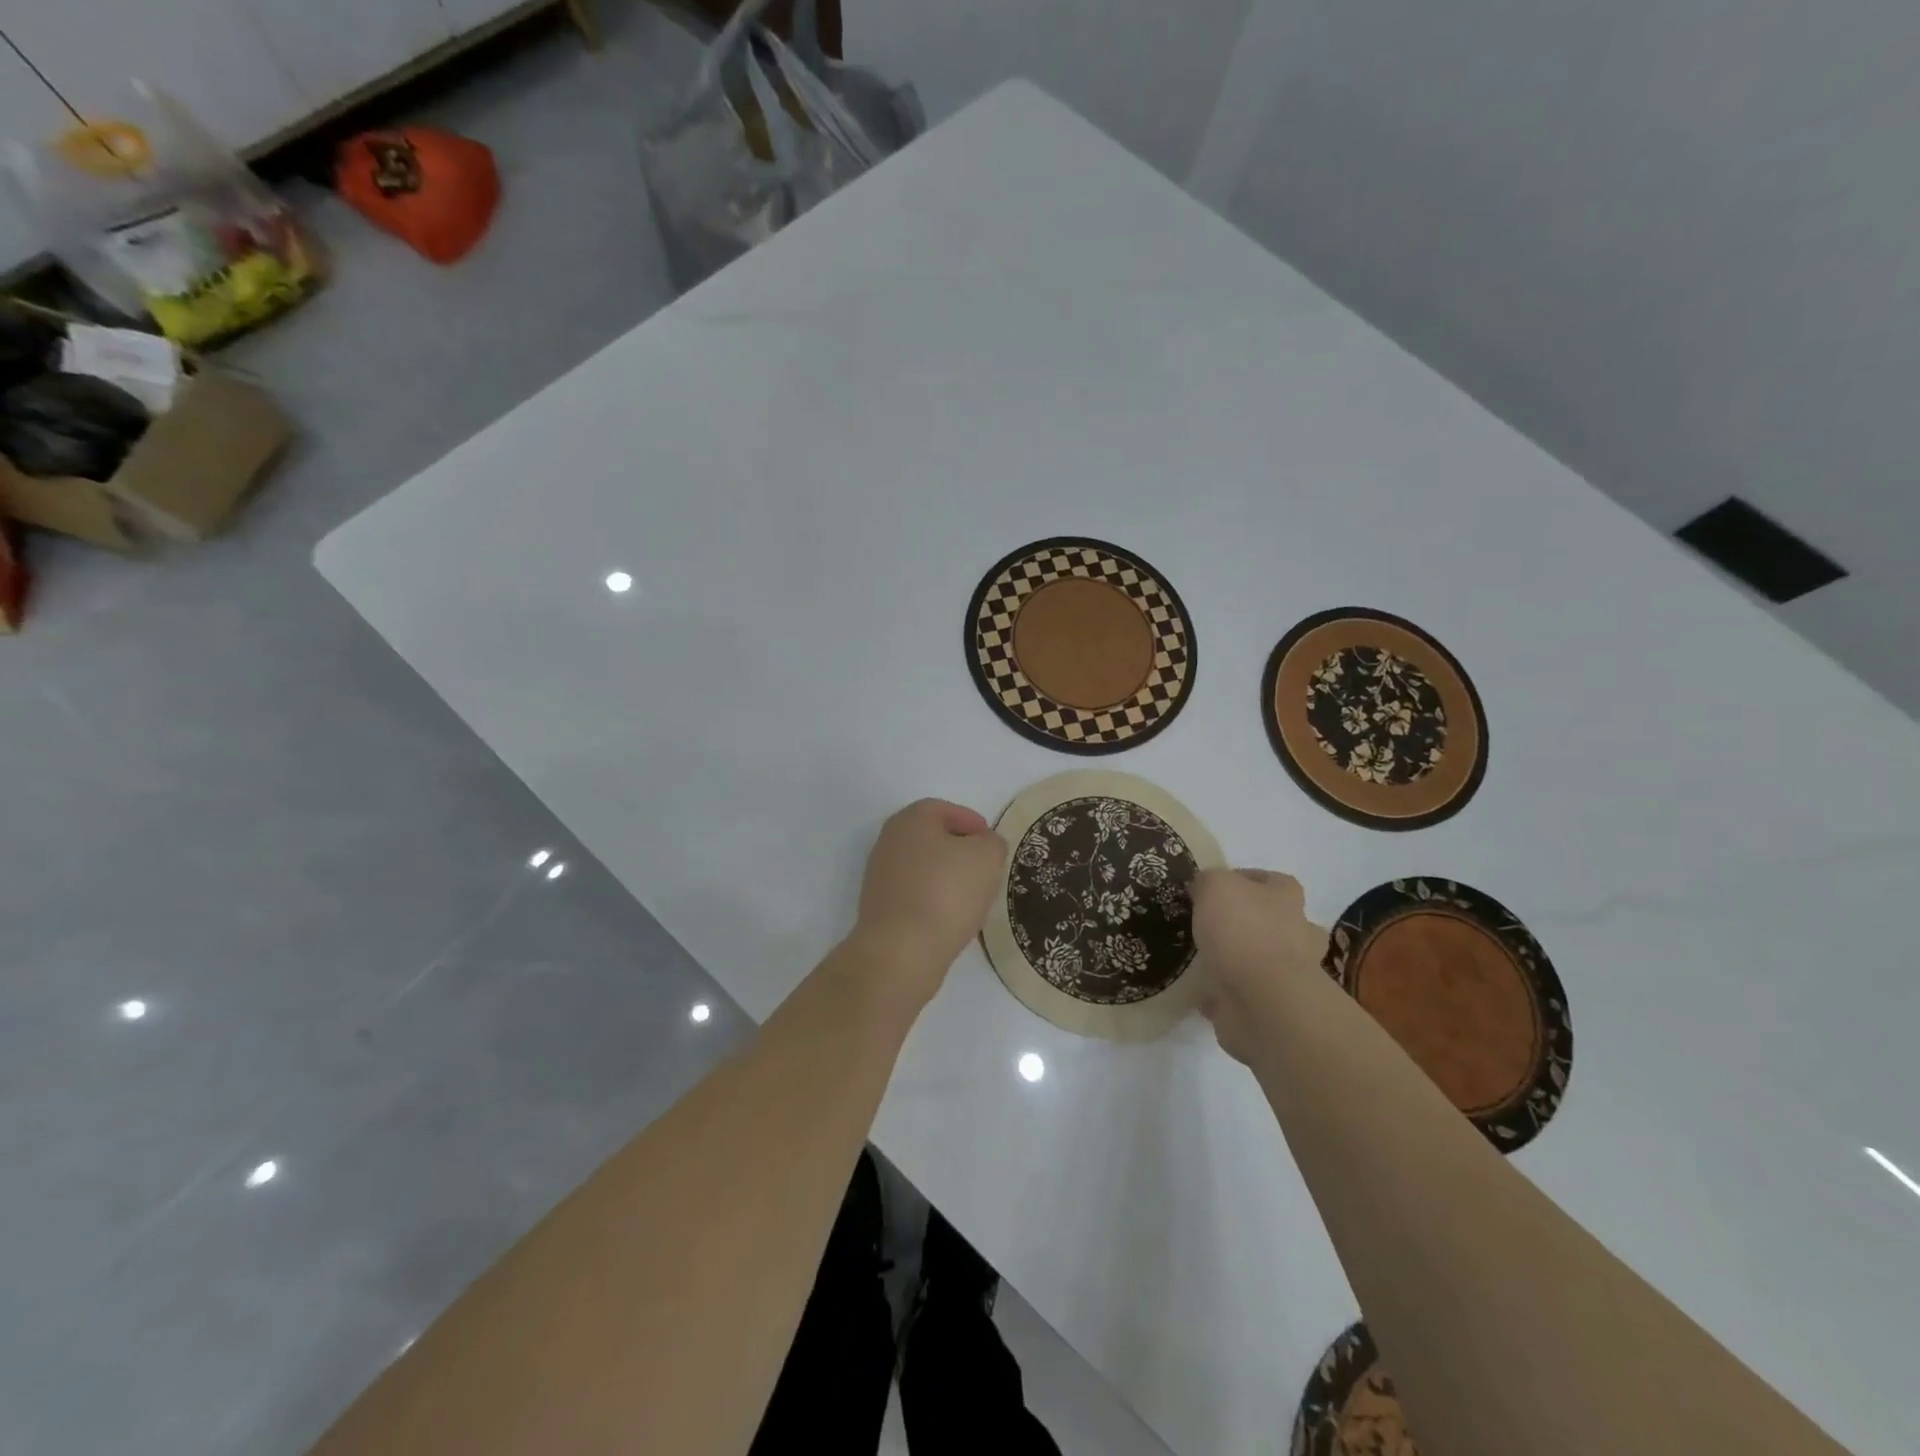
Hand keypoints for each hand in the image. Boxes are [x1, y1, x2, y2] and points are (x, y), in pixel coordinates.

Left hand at [851, 799, 1007, 1008]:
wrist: (901, 951)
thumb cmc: (946, 892)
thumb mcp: (986, 857)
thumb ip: (992, 842)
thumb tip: (984, 845)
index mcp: (911, 819)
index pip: (944, 809)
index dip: (972, 822)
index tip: (991, 843)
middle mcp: (889, 841)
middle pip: (932, 838)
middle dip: (960, 850)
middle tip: (985, 868)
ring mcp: (880, 875)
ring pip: (923, 867)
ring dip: (947, 876)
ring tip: (972, 896)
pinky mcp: (880, 907)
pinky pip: (915, 894)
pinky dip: (934, 899)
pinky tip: (951, 917)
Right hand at [1191, 869, 1327, 1064]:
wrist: (1262, 999)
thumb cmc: (1243, 930)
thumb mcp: (1215, 886)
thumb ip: (1208, 881)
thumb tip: (1203, 888)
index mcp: (1287, 898)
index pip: (1271, 880)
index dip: (1243, 880)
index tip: (1212, 889)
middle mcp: (1297, 932)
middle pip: (1273, 921)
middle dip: (1247, 924)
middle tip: (1211, 926)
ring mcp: (1289, 973)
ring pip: (1261, 959)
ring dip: (1238, 961)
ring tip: (1202, 959)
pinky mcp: (1274, 1005)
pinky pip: (1246, 993)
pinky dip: (1227, 993)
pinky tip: (1202, 990)